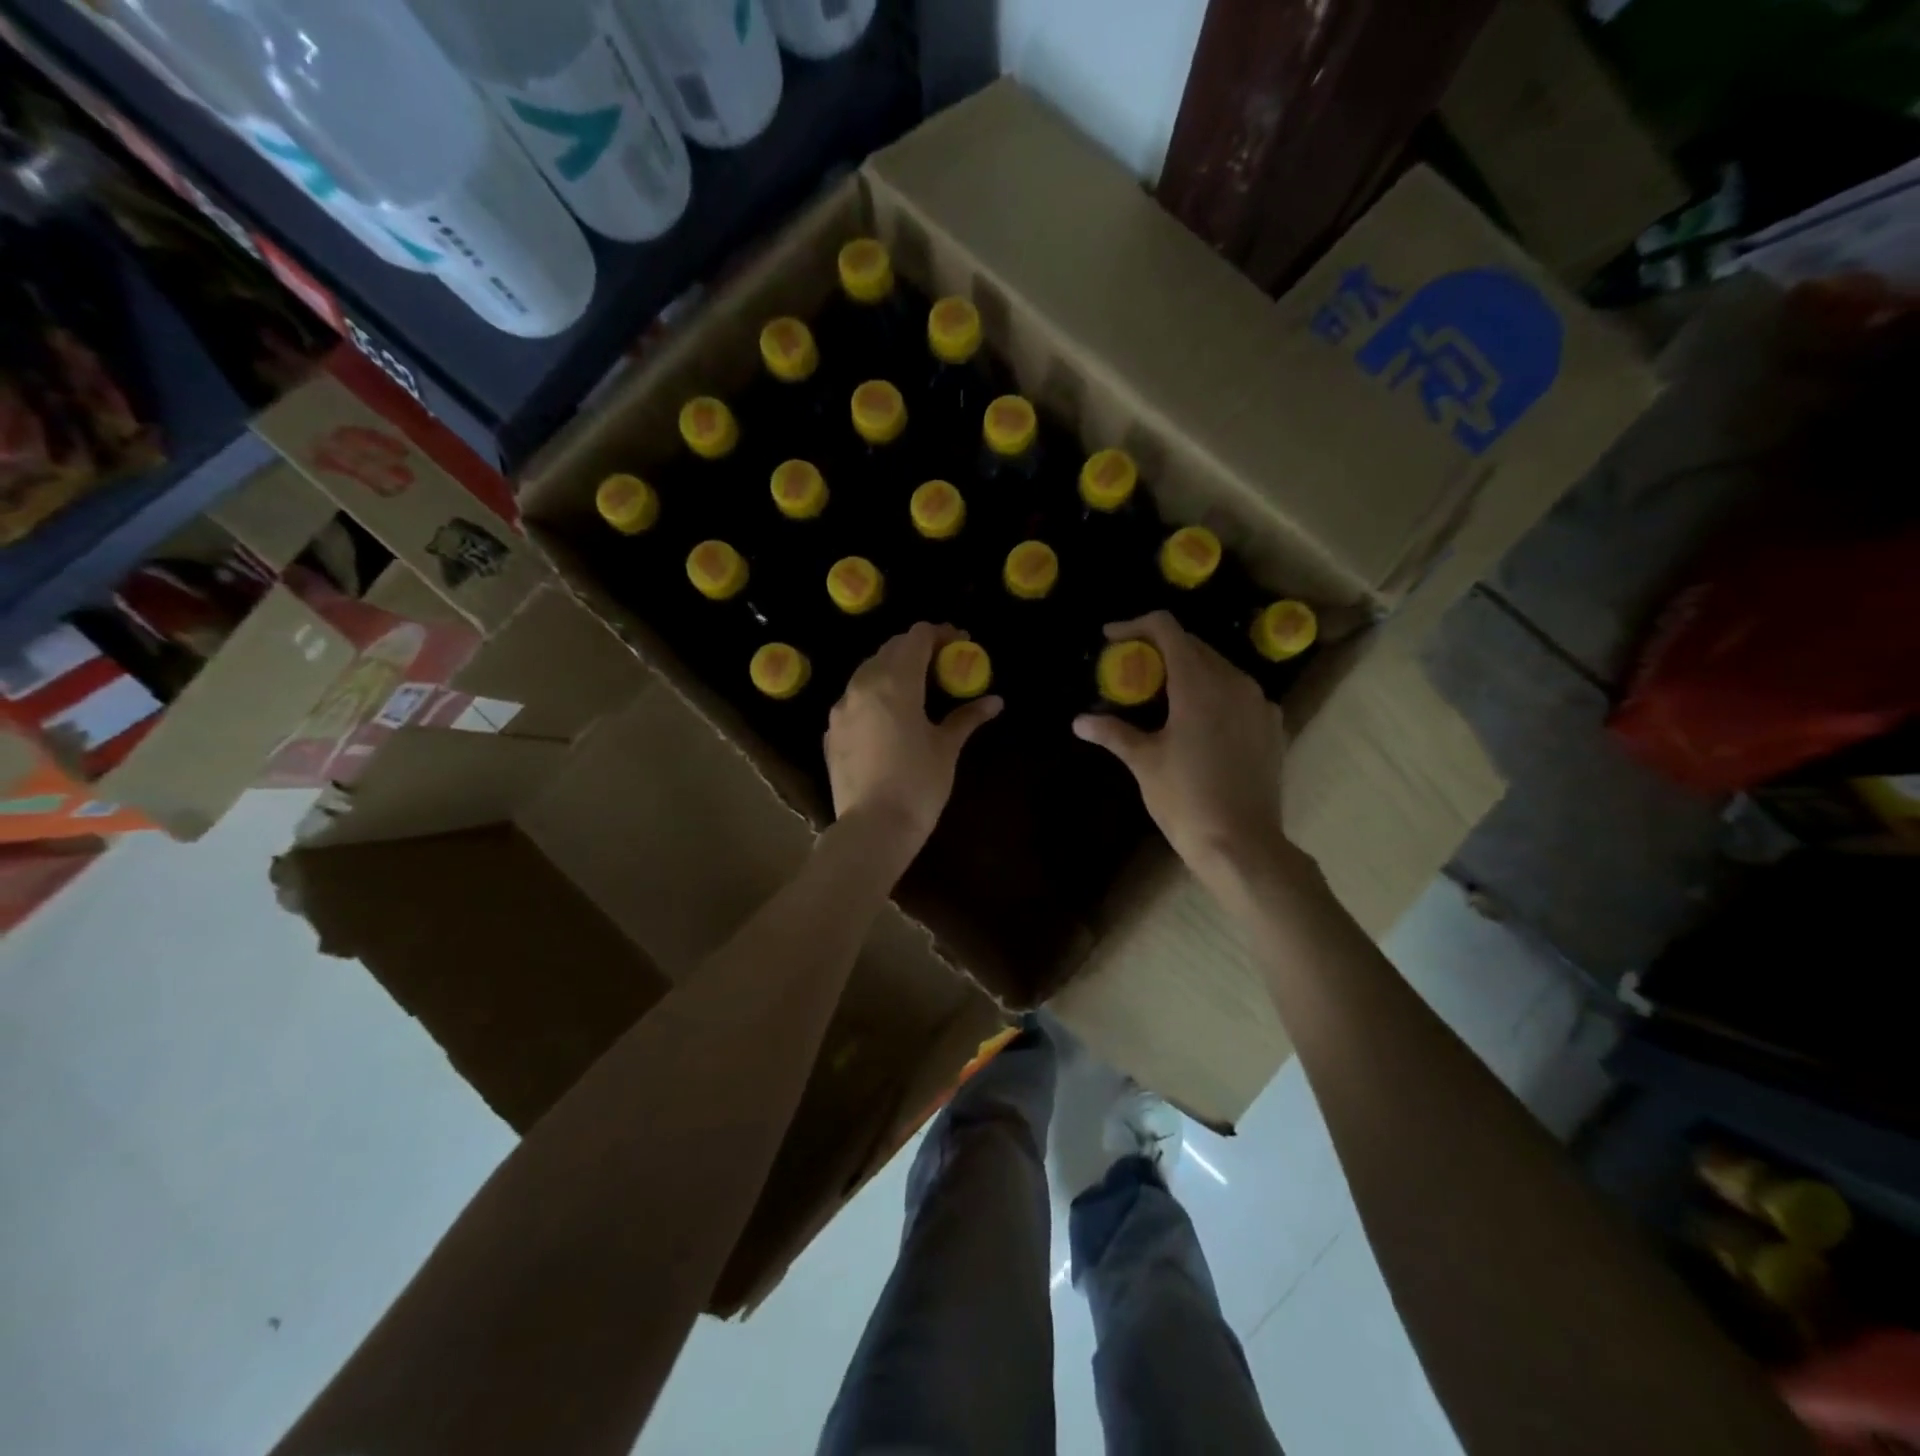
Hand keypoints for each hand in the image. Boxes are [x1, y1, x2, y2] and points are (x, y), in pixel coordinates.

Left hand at [827, 622, 1002, 852]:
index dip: (940, 634)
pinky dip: (875, 695)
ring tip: (918, 687)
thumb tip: (995, 701)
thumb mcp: (946, 748)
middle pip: (891, 649)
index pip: (916, 636)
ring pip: (868, 671)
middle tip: (943, 664)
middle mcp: (863, 685)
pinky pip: (854, 699)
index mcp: (895, 682)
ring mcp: (841, 707)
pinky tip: (890, 717)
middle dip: (918, 649)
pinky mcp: (832, 730)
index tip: (960, 644)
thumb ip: (967, 717)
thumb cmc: (918, 784)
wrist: (872, 828)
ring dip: (894, 669)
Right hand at [1072, 612, 1294, 884]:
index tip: (1111, 638)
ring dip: (1188, 670)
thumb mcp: (1144, 763)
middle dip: (1159, 649)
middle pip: (1193, 645)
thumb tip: (1080, 721)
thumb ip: (1114, 732)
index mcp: (1199, 684)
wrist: (1242, 845)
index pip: (1167, 629)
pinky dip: (1214, 694)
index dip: (1135, 626)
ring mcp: (1259, 704)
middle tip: (1131, 669)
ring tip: (1163, 695)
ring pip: (1219, 668)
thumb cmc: (1186, 800)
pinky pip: (1239, 694)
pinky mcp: (1273, 726)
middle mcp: (1234, 682)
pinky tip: (1199, 721)